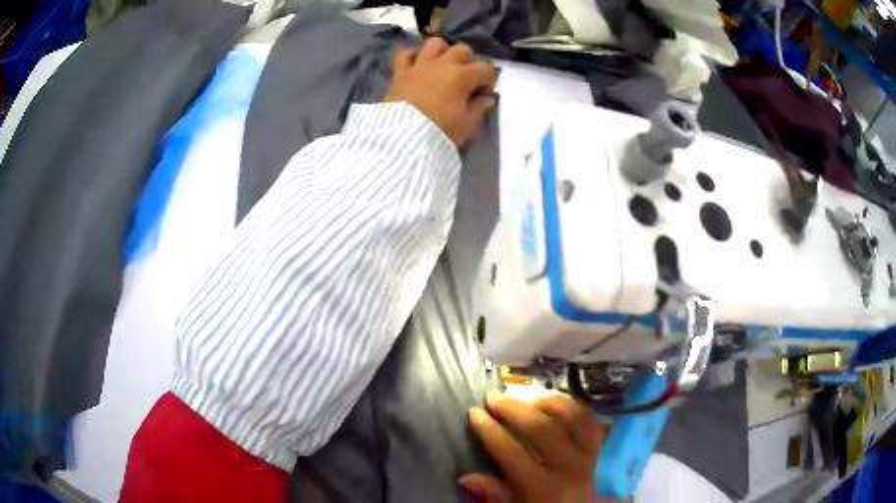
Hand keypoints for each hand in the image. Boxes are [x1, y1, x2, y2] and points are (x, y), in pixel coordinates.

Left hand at [385, 38, 496, 146]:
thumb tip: (486, 98)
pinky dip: (412, 56)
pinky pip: (405, 53)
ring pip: (435, 43)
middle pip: (462, 50)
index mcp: (463, 76)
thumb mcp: (468, 125)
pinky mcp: (400, 71)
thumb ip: (480, 108)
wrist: (403, 137)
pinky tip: (417, 66)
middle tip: (466, 79)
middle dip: (469, 62)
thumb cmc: (440, 131)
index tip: (484, 95)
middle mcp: (443, 64)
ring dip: (442, 51)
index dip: (489, 81)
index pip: (486, 69)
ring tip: (443, 66)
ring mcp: (420, 65)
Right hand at [461, 390, 605, 502]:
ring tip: (525, 396)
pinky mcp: (598, 453)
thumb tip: (466, 476)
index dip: (490, 430)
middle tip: (494, 397)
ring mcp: (587, 458)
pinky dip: (574, 408)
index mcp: (543, 489)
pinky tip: (555, 404)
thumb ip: (495, 494)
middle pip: (543, 428)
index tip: (474, 412)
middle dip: (515, 409)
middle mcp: (568, 468)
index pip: (513, 452)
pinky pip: (591, 422)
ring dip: (548, 402)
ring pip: (573, 418)